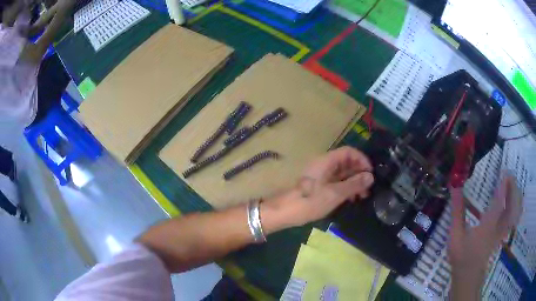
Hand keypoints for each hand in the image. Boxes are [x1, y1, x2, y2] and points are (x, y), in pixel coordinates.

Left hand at [263, 147, 373, 230]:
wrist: (285, 212)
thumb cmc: (310, 201)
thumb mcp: (335, 194)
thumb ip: (354, 184)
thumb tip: (370, 176)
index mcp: (327, 161)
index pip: (348, 151)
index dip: (362, 159)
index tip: (370, 173)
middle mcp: (324, 165)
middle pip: (346, 162)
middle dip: (359, 173)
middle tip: (368, 188)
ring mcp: (321, 175)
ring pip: (342, 173)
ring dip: (354, 182)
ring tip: (363, 196)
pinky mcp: (319, 185)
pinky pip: (336, 182)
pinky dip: (346, 187)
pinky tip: (352, 198)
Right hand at [449, 175, 521, 298]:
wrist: (468, 275)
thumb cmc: (461, 255)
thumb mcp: (456, 235)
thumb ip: (457, 211)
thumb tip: (455, 187)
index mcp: (487, 226)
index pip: (499, 204)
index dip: (504, 187)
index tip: (505, 172)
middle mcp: (498, 227)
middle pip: (512, 205)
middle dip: (513, 188)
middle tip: (509, 175)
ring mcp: (502, 231)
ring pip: (514, 212)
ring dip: (515, 196)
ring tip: (511, 185)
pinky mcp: (502, 234)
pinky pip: (513, 218)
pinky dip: (515, 207)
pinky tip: (512, 202)